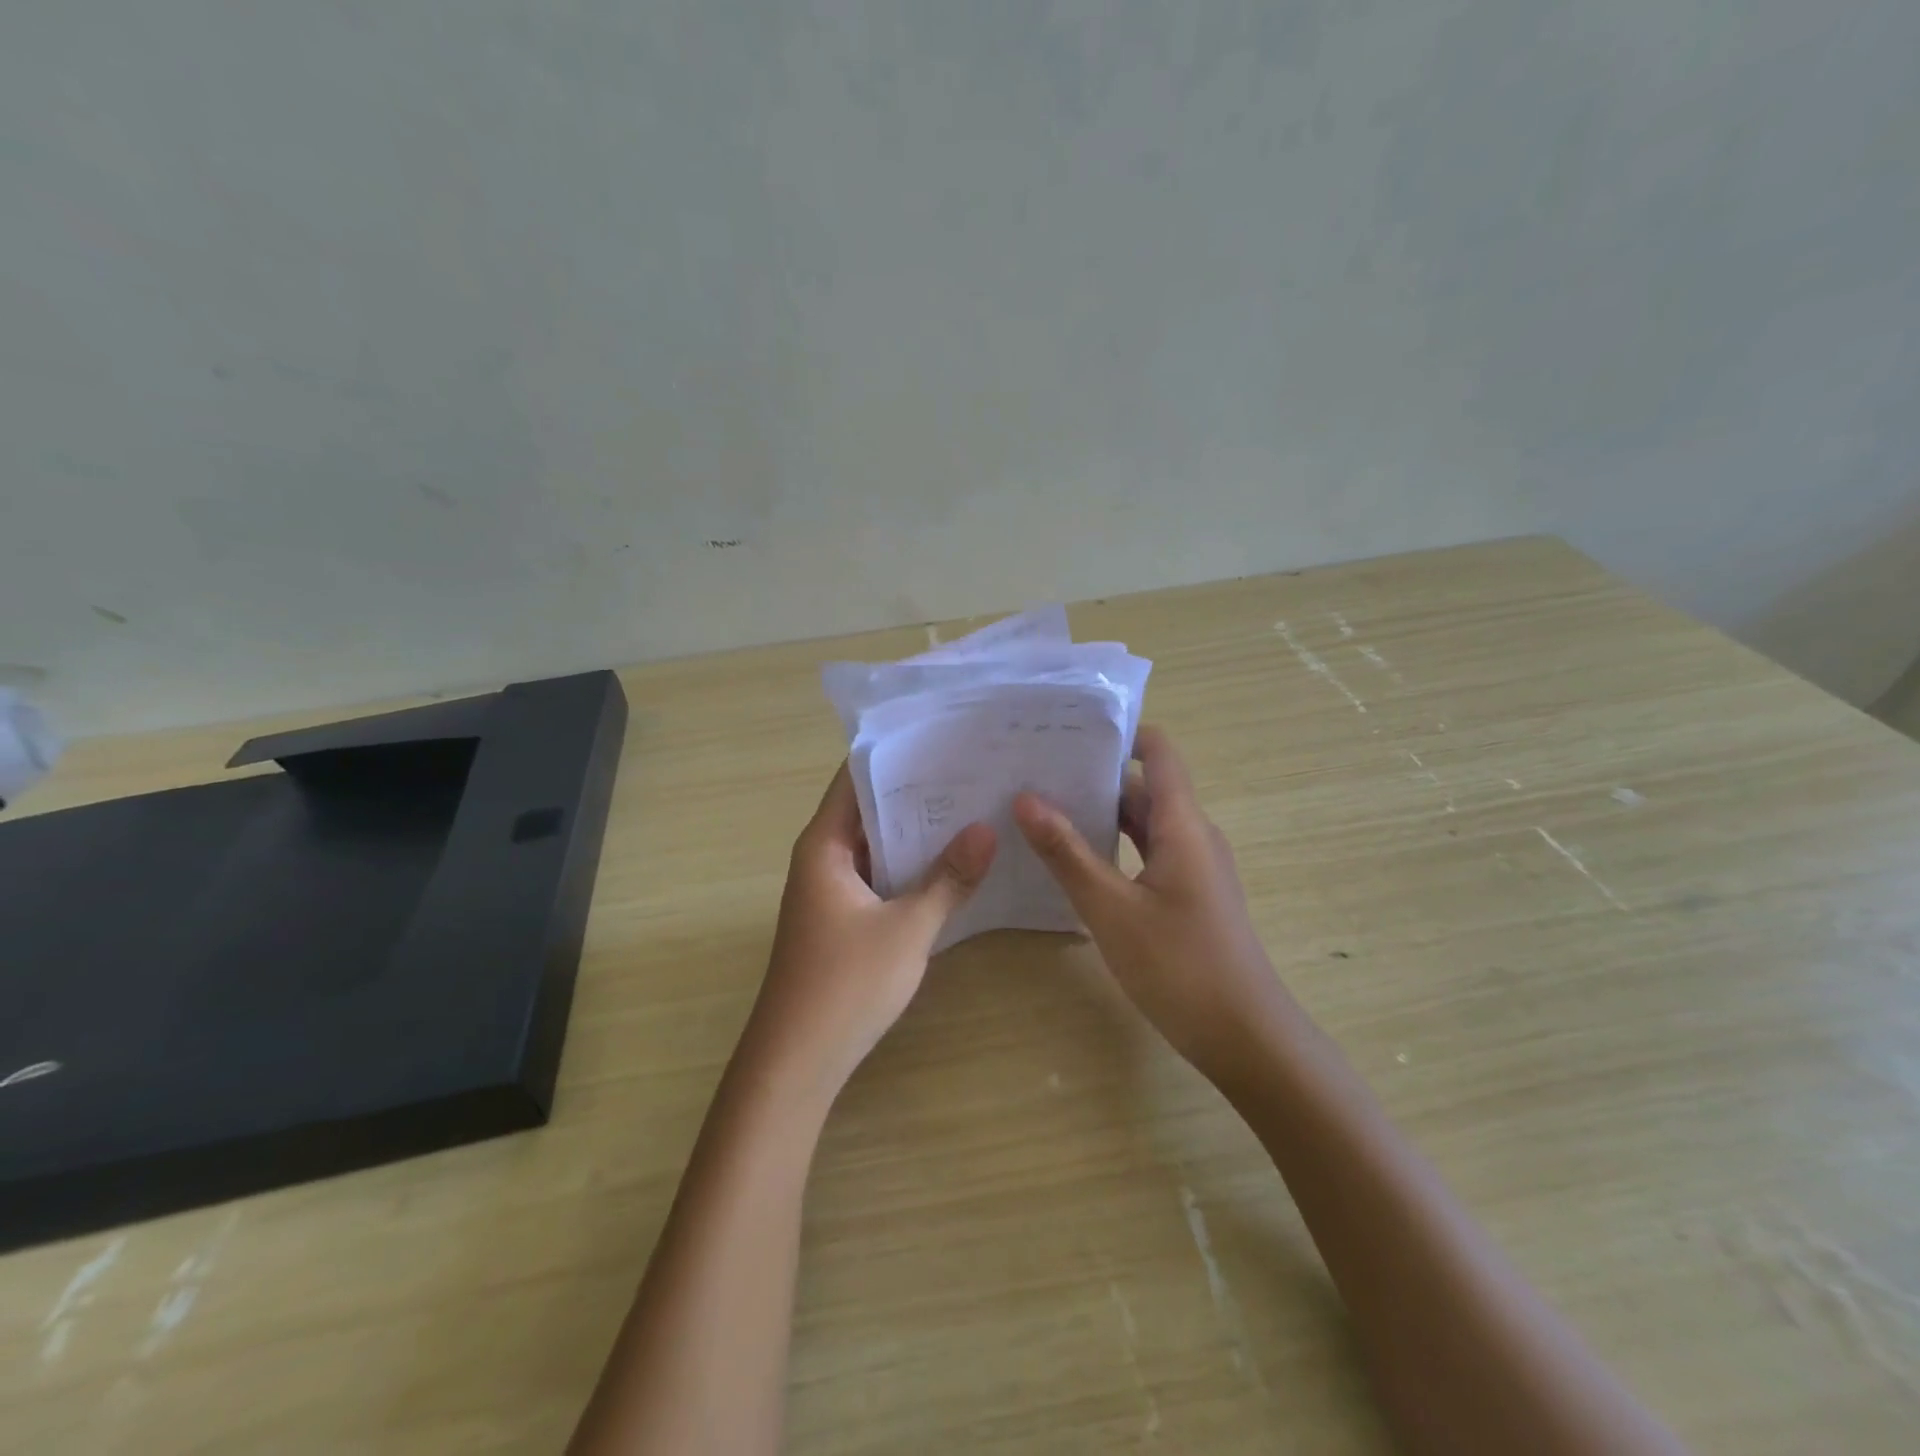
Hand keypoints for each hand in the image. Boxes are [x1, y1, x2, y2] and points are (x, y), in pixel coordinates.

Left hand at [740, 763, 996, 1102]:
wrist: (796, 1062)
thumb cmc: (845, 985)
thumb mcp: (907, 928)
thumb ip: (948, 878)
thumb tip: (986, 829)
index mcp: (824, 844)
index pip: (856, 777)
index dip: (897, 754)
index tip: (944, 736)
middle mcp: (822, 857)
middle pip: (869, 808)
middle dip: (916, 791)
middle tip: (972, 768)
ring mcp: (830, 888)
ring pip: (876, 844)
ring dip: (915, 830)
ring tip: (971, 806)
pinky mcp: (842, 916)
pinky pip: (878, 874)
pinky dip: (908, 864)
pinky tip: (951, 861)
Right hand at [1013, 726, 1290, 1077]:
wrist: (1247, 1038)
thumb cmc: (1181, 966)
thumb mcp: (1112, 908)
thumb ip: (1068, 853)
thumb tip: (1027, 798)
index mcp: (1183, 824)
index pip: (1159, 752)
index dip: (1121, 733)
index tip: (1069, 729)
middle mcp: (1192, 835)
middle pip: (1144, 787)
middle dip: (1094, 775)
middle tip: (1035, 770)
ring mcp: (1192, 868)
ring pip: (1143, 824)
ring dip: (1100, 814)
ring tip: (1042, 810)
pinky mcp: (1188, 897)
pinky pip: (1146, 855)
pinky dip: (1113, 848)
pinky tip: (1073, 862)